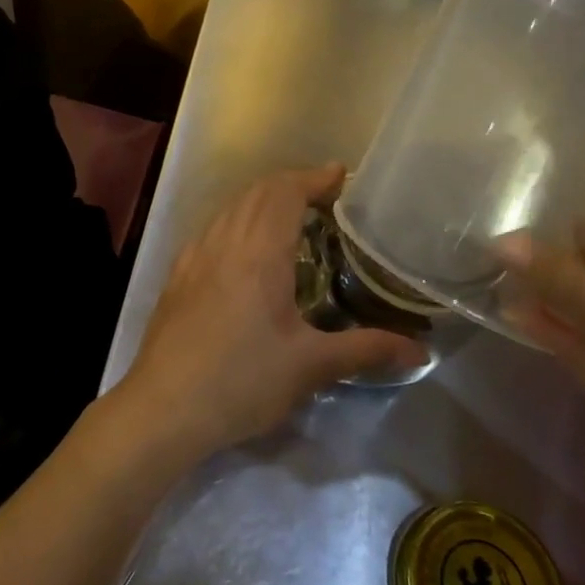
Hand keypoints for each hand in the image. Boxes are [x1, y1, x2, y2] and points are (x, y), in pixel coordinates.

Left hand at [113, 166, 427, 462]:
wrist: (164, 407)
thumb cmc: (242, 381)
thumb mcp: (310, 367)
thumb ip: (366, 350)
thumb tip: (420, 351)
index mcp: (258, 252)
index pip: (286, 192)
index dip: (314, 178)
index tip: (341, 176)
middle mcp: (223, 241)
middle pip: (257, 192)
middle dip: (292, 184)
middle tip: (325, 199)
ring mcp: (194, 256)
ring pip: (230, 208)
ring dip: (262, 200)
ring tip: (291, 219)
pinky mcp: (177, 275)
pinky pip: (211, 229)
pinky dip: (236, 221)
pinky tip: (245, 251)